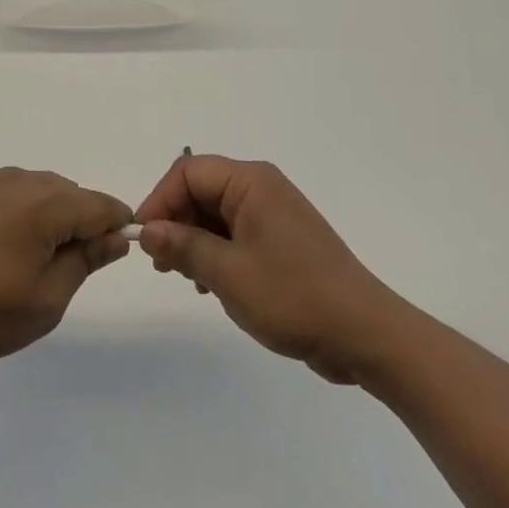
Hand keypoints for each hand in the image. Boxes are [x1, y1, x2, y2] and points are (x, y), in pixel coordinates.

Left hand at [0, 169, 132, 368]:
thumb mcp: (45, 302)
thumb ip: (85, 262)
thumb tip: (114, 237)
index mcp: (44, 206)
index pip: (98, 204)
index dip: (114, 224)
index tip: (113, 247)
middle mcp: (14, 180)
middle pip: (63, 192)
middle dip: (74, 219)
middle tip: (59, 263)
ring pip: (27, 188)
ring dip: (36, 212)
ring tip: (16, 255)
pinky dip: (1, 210)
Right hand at [136, 154, 412, 386]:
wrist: (366, 335)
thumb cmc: (293, 296)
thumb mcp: (228, 273)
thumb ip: (183, 246)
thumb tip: (147, 229)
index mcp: (251, 182)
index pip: (188, 172)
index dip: (160, 199)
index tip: (143, 237)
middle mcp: (262, 189)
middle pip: (201, 190)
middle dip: (175, 222)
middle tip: (161, 263)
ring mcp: (274, 216)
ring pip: (216, 214)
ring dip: (194, 240)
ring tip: (184, 277)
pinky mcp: (282, 242)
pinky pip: (236, 234)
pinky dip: (216, 252)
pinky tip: (211, 285)